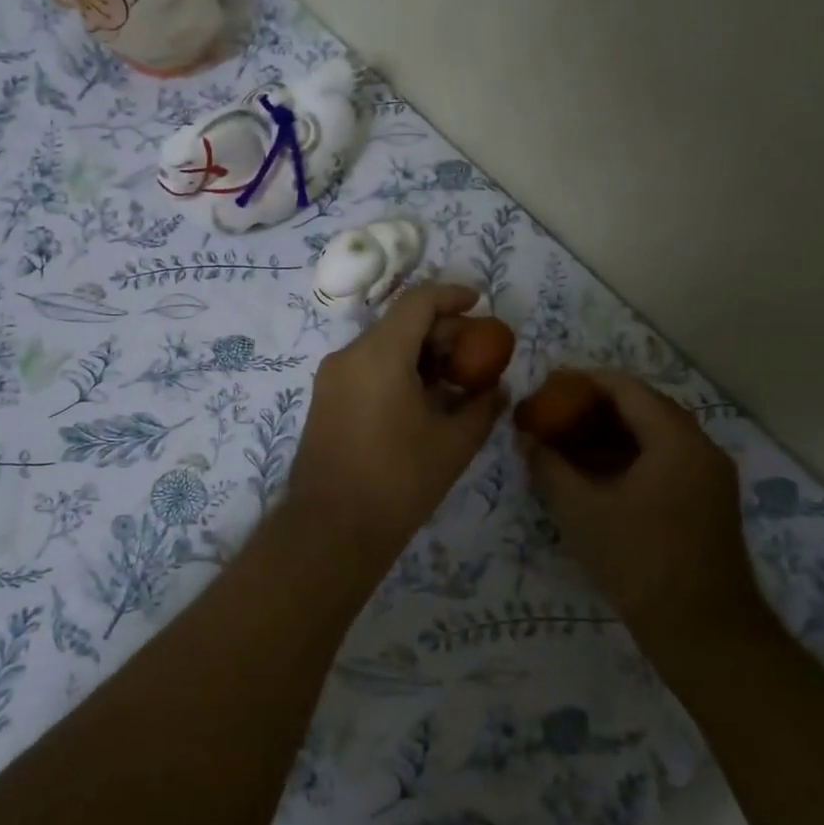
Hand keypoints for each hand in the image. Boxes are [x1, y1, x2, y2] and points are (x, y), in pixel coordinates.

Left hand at [288, 283, 506, 575]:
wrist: (331, 529)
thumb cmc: (398, 481)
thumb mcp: (454, 444)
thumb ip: (482, 406)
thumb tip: (498, 388)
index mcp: (380, 353)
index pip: (418, 301)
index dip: (452, 295)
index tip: (480, 303)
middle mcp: (349, 355)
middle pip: (400, 322)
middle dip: (441, 331)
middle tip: (475, 355)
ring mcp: (331, 378)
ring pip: (382, 346)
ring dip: (420, 353)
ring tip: (453, 382)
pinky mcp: (325, 400)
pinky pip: (366, 368)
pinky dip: (397, 370)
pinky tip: (422, 401)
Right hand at [521, 369, 768, 645]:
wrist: (705, 632)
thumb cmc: (640, 563)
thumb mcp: (582, 512)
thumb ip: (550, 467)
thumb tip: (528, 438)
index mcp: (675, 440)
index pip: (626, 388)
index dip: (583, 381)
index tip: (548, 387)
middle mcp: (700, 447)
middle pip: (644, 406)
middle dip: (596, 404)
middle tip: (555, 412)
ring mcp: (708, 474)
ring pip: (655, 433)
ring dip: (613, 430)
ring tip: (569, 438)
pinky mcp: (707, 499)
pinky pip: (665, 457)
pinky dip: (631, 454)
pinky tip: (597, 470)